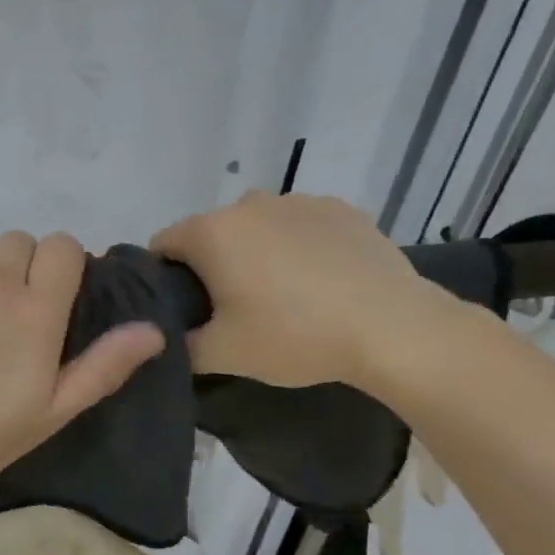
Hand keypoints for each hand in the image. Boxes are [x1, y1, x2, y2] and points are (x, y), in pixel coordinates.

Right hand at [150, 192, 460, 393]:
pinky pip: (299, 225)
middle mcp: (249, 202)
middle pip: (211, 233)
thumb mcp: (223, 354)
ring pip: (256, 227)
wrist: (392, 328)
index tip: (185, 310)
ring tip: (283, 296)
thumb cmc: (295, 336)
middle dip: (212, 266)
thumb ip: (180, 346)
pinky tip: (321, 281)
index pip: (162, 245)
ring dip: (256, 253)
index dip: (164, 279)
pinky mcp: (340, 208)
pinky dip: (298, 246)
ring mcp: (298, 200)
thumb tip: (167, 339)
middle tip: (234, 310)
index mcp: (212, 231)